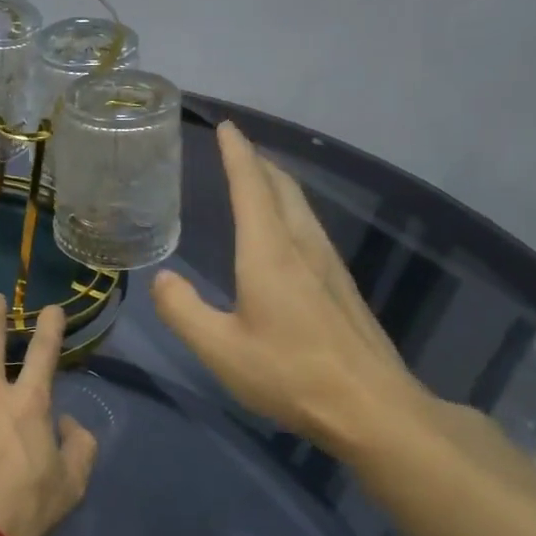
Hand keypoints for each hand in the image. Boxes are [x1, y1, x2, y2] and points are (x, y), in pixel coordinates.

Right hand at [151, 121, 438, 464]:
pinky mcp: (342, 285)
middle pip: (282, 188)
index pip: (251, 187)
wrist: (372, 407)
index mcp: (269, 254)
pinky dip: (290, 209)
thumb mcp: (220, 349)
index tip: (226, 127)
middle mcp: (302, 247)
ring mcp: (329, 265)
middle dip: (258, 162)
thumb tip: (163, 279)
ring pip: (301, 206)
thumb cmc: (290, 375)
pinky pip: (311, 228)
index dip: (237, 154)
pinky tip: (285, 231)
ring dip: (277, 184)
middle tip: (236, 148)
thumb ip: (183, 311)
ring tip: (257, 178)